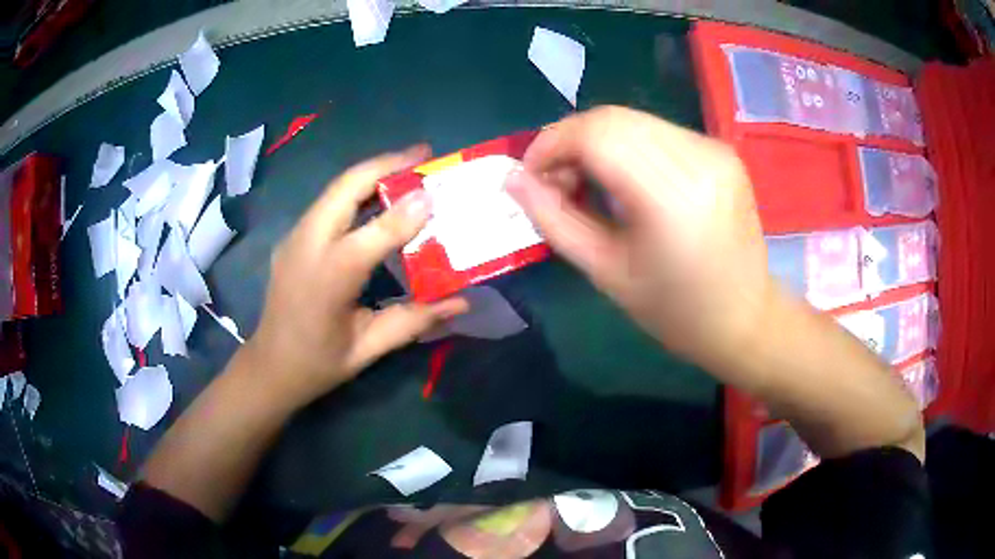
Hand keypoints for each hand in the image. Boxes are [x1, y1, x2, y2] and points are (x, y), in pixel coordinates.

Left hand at [246, 146, 468, 406]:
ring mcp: (295, 237)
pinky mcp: (292, 238)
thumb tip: (463, 300)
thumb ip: (415, 319)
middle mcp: (307, 245)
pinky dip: (356, 190)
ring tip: (407, 168)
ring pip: (335, 188)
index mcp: (329, 278)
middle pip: (346, 186)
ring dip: (372, 173)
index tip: (438, 192)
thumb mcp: (369, 349)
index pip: (375, 231)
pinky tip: (377, 198)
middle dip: (387, 164)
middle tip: (424, 154)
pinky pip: (327, 203)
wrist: (269, 368)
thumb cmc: (318, 364)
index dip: (409, 208)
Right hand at [507, 106, 772, 369]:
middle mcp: (698, 158)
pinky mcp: (721, 150)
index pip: (596, 134)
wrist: (746, 318)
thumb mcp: (607, 273)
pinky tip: (625, 179)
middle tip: (556, 182)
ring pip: (634, 121)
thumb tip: (513, 180)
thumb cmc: (676, 311)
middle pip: (613, 119)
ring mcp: (715, 149)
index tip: (531, 175)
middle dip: (569, 141)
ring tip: (587, 182)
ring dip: (596, 142)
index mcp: (672, 196)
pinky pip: (658, 131)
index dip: (551, 144)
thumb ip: (555, 220)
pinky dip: (627, 146)